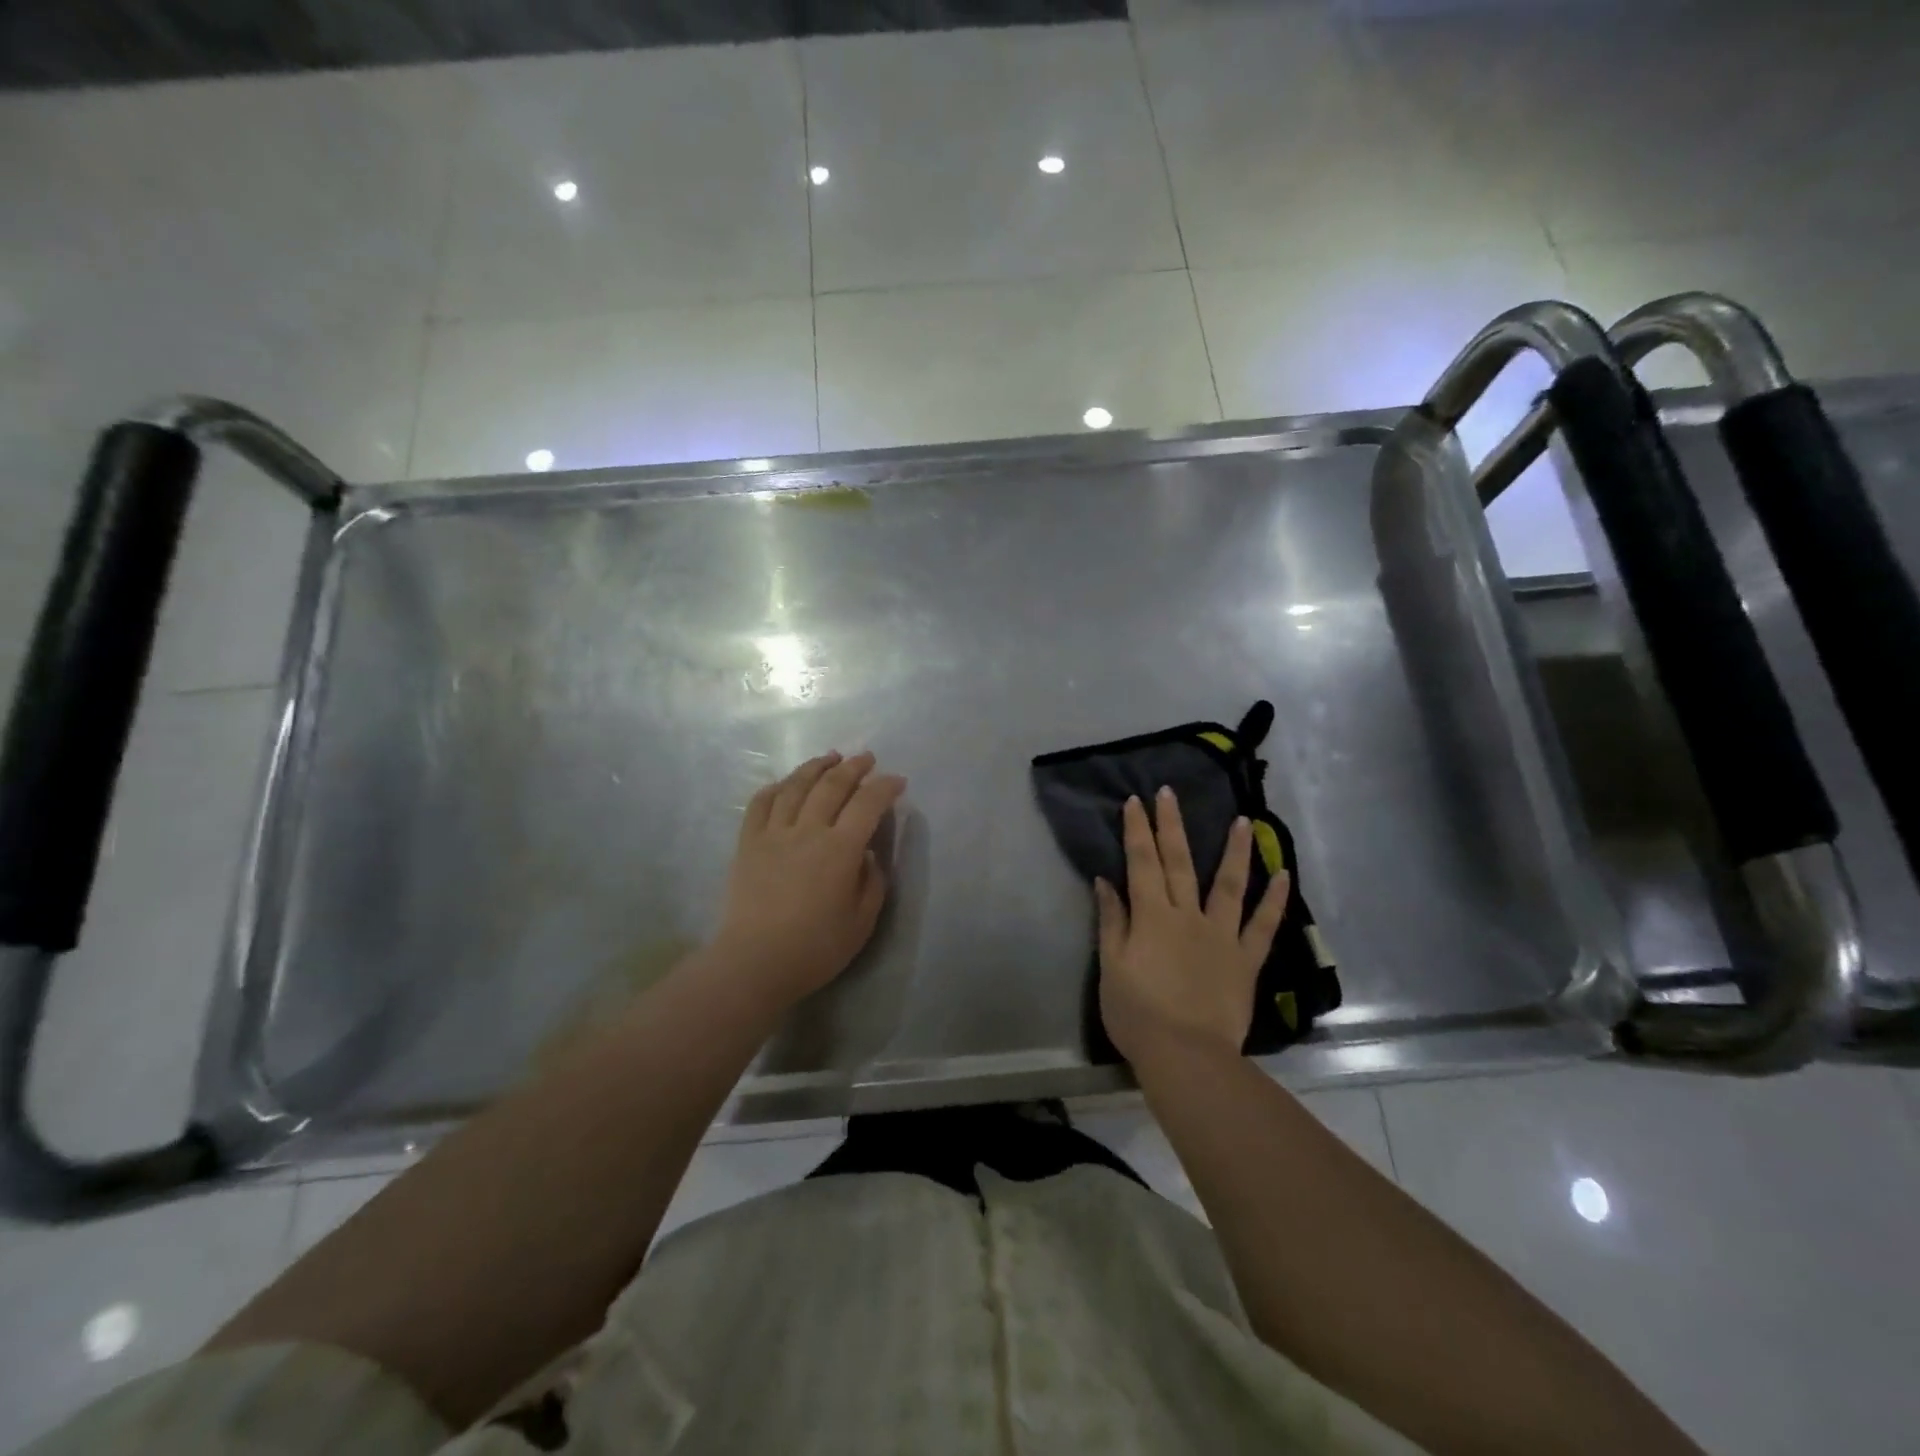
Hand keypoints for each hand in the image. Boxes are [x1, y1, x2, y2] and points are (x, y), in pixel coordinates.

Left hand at [713, 750, 906, 1010]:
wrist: (754, 962)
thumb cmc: (815, 948)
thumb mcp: (862, 922)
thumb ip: (872, 882)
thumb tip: (868, 855)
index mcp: (841, 850)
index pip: (868, 804)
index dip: (885, 787)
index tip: (897, 781)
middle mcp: (808, 831)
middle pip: (832, 785)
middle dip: (853, 767)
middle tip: (866, 758)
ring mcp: (774, 833)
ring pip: (796, 786)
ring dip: (816, 767)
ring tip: (830, 757)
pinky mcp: (748, 843)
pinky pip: (761, 803)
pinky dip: (776, 787)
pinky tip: (785, 783)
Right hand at [1095, 787, 1289, 1066]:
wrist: (1186, 1056)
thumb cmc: (1138, 1014)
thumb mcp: (1111, 967)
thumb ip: (1111, 922)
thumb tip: (1106, 882)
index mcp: (1152, 916)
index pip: (1142, 863)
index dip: (1137, 831)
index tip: (1135, 802)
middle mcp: (1188, 916)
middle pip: (1179, 863)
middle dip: (1172, 825)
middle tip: (1169, 793)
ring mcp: (1221, 935)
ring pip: (1229, 884)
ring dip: (1235, 851)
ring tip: (1243, 821)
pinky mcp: (1245, 960)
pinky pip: (1262, 926)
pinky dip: (1274, 900)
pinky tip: (1284, 875)